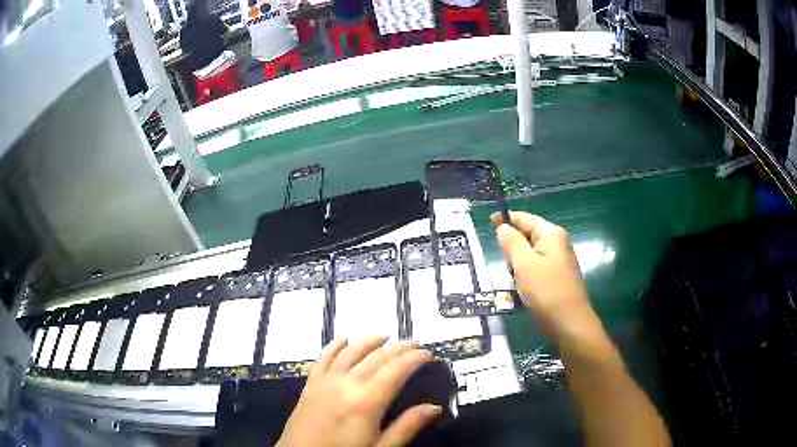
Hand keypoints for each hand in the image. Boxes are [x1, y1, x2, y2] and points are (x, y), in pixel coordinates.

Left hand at [277, 337, 440, 446]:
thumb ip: (407, 426)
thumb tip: (434, 407)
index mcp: (366, 401)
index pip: (396, 369)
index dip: (414, 358)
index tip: (428, 353)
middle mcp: (346, 384)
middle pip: (376, 357)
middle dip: (398, 348)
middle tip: (414, 345)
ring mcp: (325, 381)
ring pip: (350, 351)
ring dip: (369, 341)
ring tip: (385, 336)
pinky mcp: (310, 384)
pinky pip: (324, 357)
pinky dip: (336, 345)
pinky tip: (344, 339)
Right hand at [491, 211, 592, 336]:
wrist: (569, 323)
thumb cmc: (546, 290)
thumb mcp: (524, 264)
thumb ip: (511, 242)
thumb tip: (503, 226)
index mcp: (551, 234)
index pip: (524, 218)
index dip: (506, 219)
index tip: (487, 223)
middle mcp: (557, 243)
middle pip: (527, 235)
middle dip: (512, 247)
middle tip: (506, 265)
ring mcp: (558, 260)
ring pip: (529, 254)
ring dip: (517, 265)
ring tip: (515, 281)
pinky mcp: (556, 277)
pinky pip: (535, 268)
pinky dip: (525, 275)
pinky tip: (523, 290)